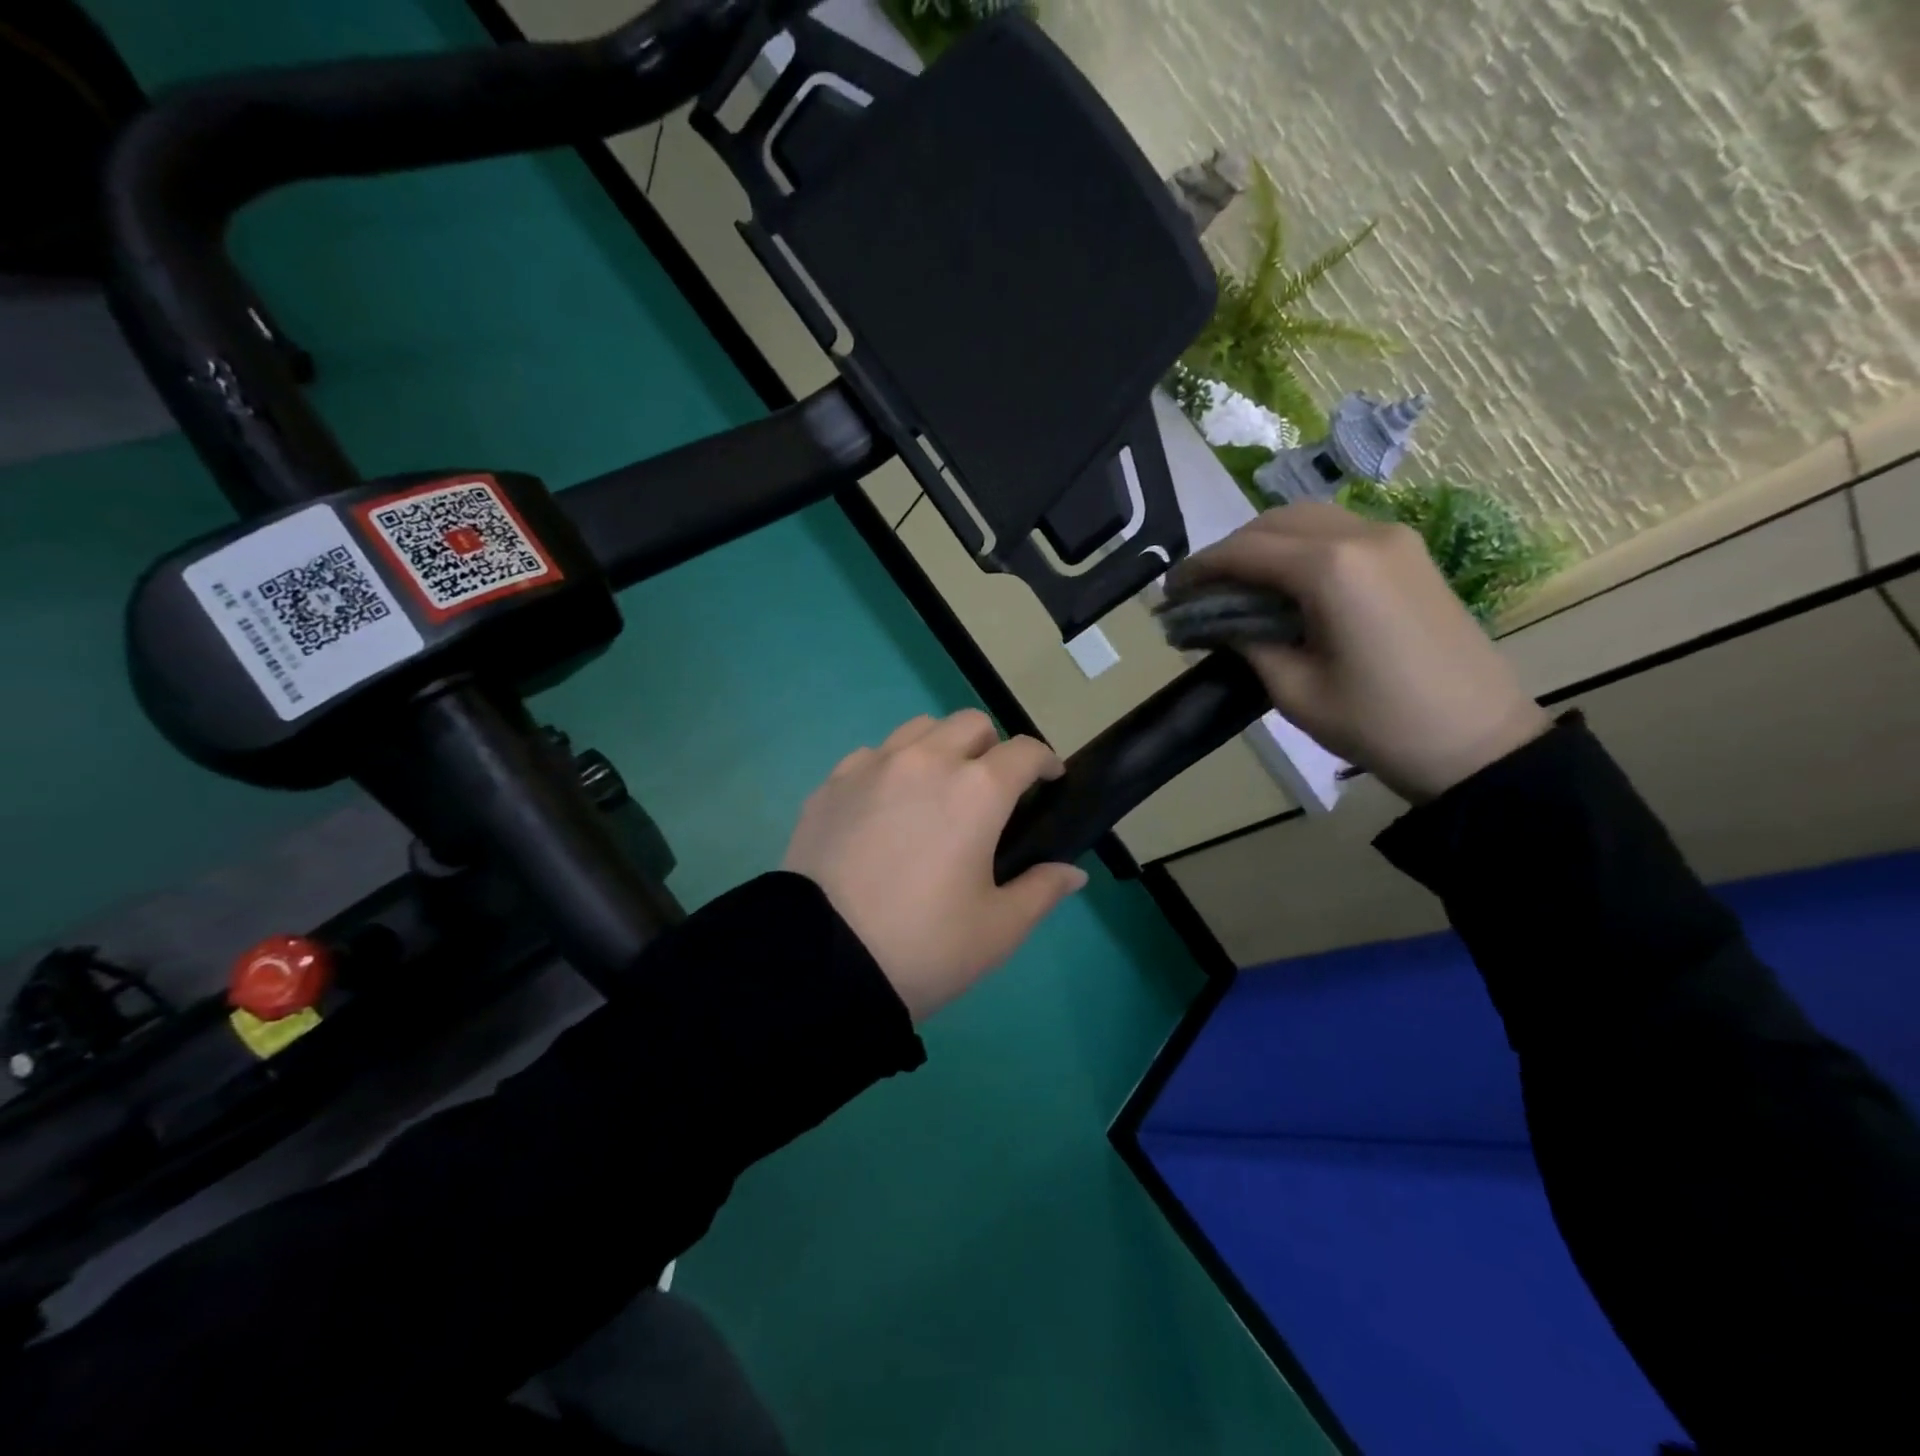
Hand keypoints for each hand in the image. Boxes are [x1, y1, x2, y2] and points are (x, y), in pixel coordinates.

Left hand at [782, 710, 1089, 1019]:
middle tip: (991, 792)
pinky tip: (886, 807)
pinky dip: (892, 767)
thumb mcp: (998, 929)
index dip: (1045, 762)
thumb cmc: (924, 946)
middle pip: (971, 724)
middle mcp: (925, 761)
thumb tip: (1072, 872)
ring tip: (937, 791)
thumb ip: (1042, 890)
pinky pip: (872, 755)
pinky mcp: (831, 784)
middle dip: (992, 748)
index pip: (1024, 750)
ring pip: (919, 729)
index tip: (1049, 782)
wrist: (821, 962)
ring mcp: (872, 766)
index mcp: (976, 790)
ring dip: (941, 748)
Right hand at [1168, 504, 1551, 801]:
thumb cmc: (1378, 724)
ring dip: (1265, 544)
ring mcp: (1394, 539)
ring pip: (1309, 519)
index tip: (1168, 592)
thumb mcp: (1294, 690)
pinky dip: (1301, 546)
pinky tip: (1286, 583)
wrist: (1479, 742)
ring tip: (1238, 585)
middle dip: (1229, 551)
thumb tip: (1217, 621)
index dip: (1198, 568)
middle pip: (1274, 522)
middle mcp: (1362, 535)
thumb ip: (1247, 641)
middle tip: (1200, 590)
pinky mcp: (1411, 553)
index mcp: (1331, 569)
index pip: (1244, 551)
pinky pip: (1340, 532)